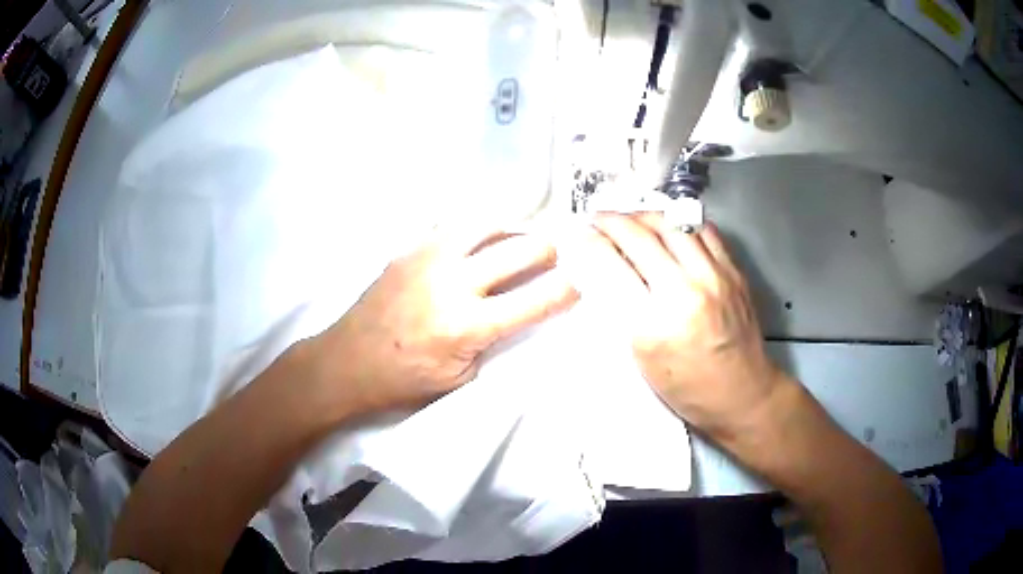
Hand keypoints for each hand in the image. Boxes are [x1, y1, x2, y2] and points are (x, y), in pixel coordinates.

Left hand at [307, 227, 578, 415]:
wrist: (346, 362)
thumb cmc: (403, 382)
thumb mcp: (459, 381)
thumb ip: (494, 344)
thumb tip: (521, 314)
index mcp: (466, 325)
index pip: (535, 299)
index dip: (567, 288)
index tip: (583, 281)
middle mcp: (451, 282)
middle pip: (519, 249)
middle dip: (550, 250)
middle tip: (558, 255)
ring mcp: (428, 258)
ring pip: (487, 224)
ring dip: (514, 230)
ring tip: (523, 239)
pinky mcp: (410, 249)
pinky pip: (454, 227)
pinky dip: (479, 231)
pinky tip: (483, 240)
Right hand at [586, 213, 786, 443]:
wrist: (741, 394)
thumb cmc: (686, 388)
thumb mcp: (642, 357)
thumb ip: (622, 309)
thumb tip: (602, 268)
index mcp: (656, 323)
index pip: (613, 265)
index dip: (590, 243)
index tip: (579, 236)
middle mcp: (687, 291)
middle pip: (641, 235)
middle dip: (612, 221)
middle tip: (598, 220)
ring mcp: (715, 276)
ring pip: (672, 223)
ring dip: (644, 216)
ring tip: (630, 219)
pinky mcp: (733, 271)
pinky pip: (703, 230)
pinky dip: (679, 223)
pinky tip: (668, 229)